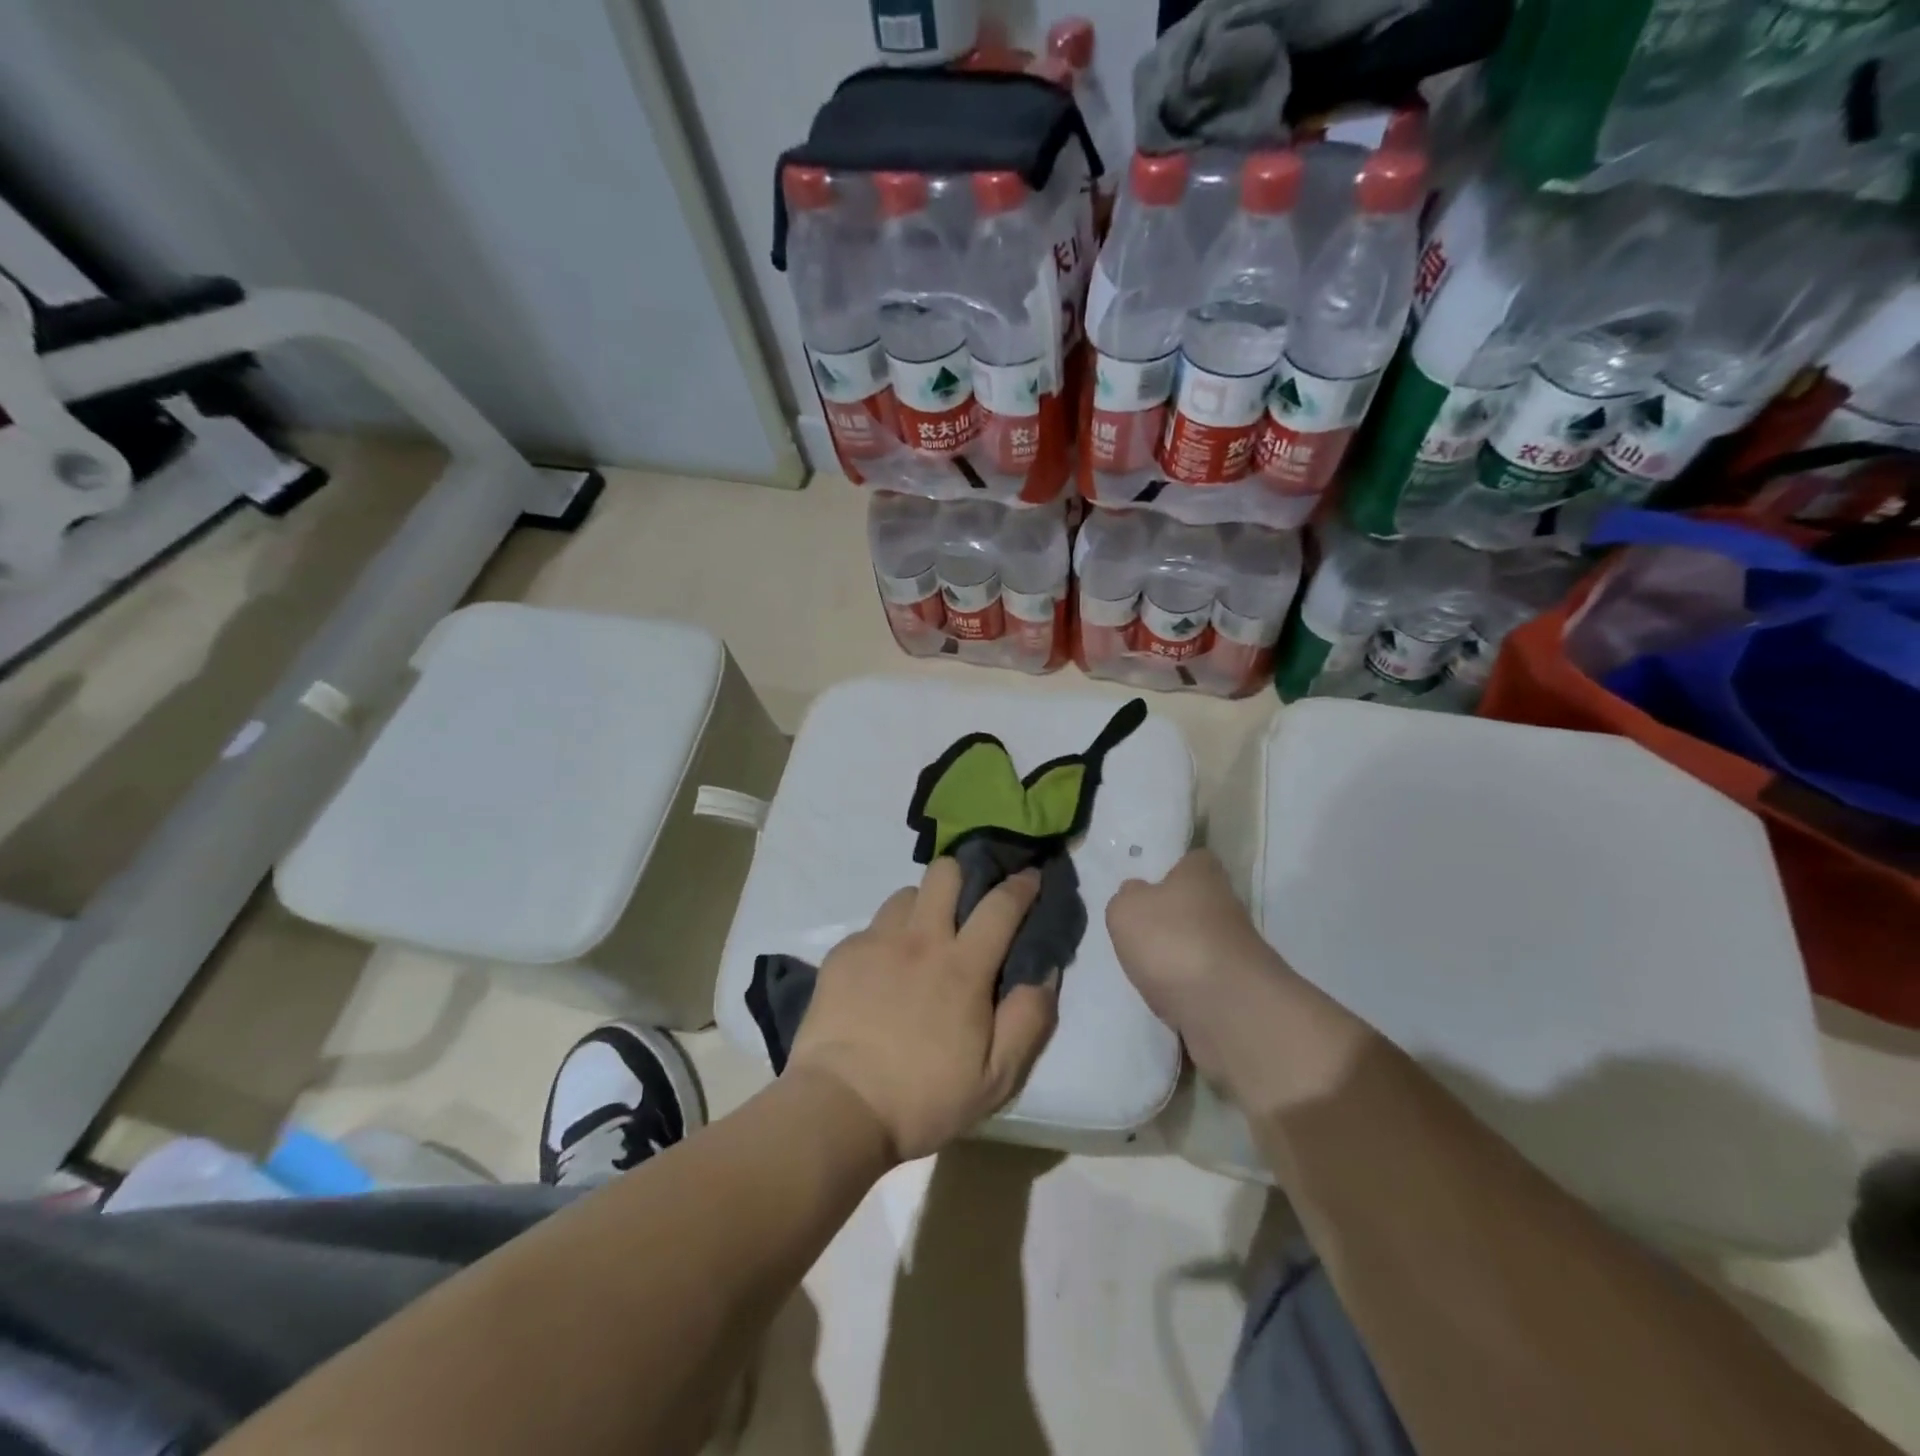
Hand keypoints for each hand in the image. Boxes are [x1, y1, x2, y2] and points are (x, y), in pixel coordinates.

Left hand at [787, 858, 1058, 1163]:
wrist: (839, 1107)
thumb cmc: (923, 1098)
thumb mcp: (996, 1077)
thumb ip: (1028, 1020)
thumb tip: (1045, 973)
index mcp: (963, 966)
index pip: (1001, 905)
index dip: (1021, 885)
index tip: (1030, 876)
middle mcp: (921, 939)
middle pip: (945, 873)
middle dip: (963, 875)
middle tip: (967, 903)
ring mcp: (877, 942)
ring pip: (906, 894)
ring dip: (922, 907)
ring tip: (921, 938)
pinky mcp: (843, 954)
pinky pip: (872, 926)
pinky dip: (886, 938)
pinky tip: (881, 970)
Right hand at [1108, 850, 1367, 1114]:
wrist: (1227, 1009)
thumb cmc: (1172, 941)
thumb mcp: (1126, 910)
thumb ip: (1126, 898)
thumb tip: (1136, 895)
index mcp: (1203, 873)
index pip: (1191, 860)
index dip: (1170, 871)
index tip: (1147, 887)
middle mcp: (1226, 905)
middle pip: (1196, 905)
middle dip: (1172, 919)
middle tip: (1139, 934)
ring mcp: (1237, 950)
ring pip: (1200, 945)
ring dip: (1178, 957)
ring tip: (1147, 971)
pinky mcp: (1240, 990)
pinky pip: (1205, 982)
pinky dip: (1187, 990)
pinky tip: (1167, 999)